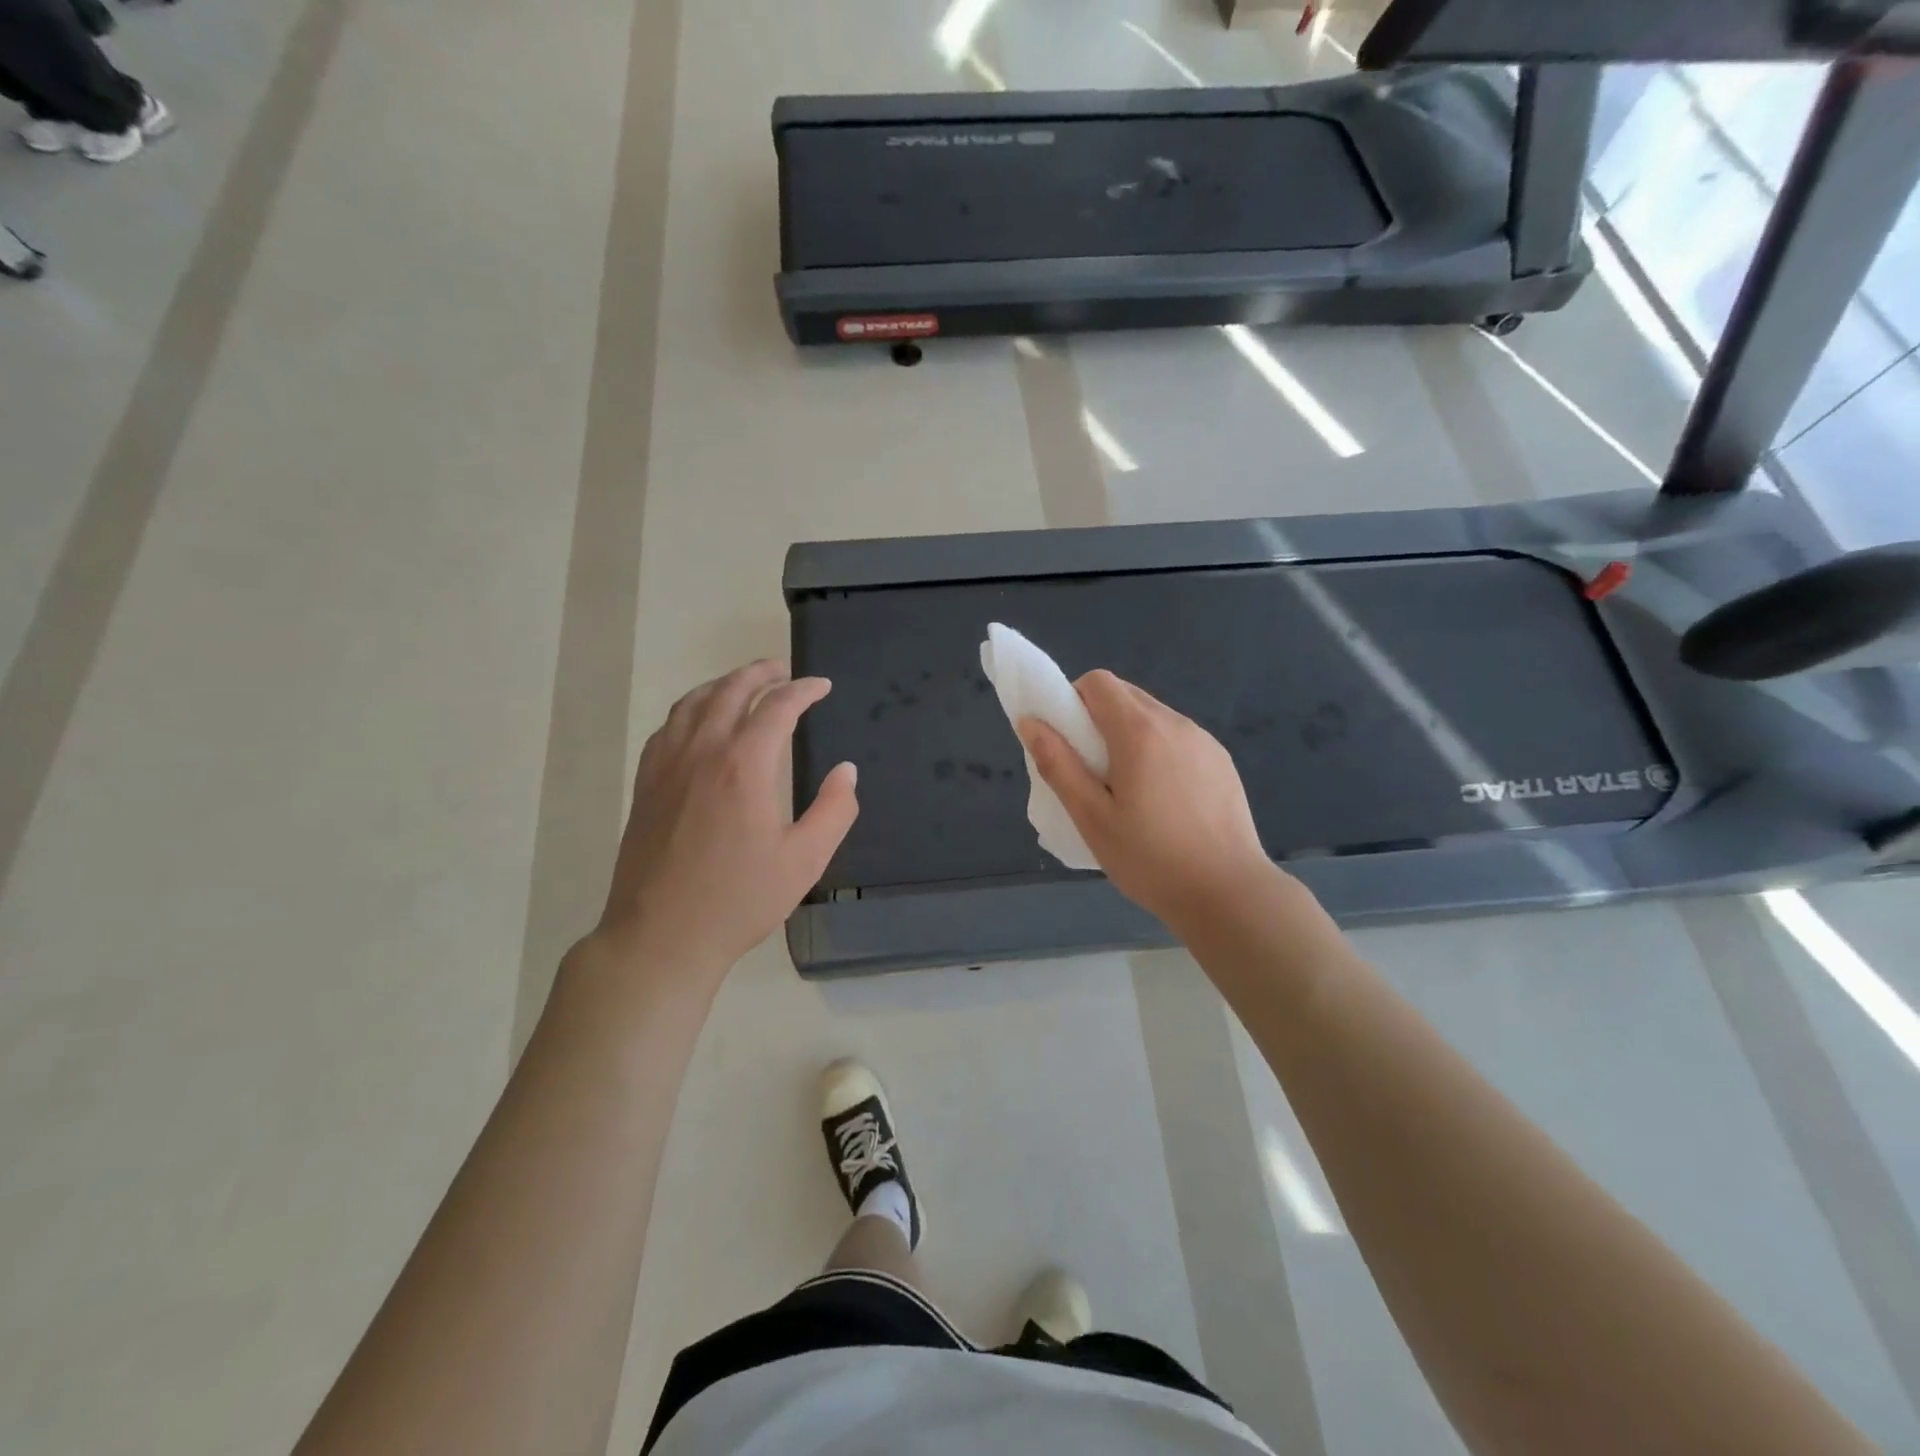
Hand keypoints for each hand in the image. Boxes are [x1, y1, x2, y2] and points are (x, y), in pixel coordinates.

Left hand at [590, 660, 857, 990]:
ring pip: (693, 702)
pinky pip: (668, 727)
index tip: (822, 687)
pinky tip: (699, 721)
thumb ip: (835, 810)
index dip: (804, 690)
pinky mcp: (646, 784)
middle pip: (731, 691)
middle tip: (784, 670)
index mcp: (745, 764)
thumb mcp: (805, 860)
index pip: (778, 707)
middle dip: (761, 673)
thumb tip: (847, 771)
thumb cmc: (739, 899)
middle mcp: (702, 751)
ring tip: (744, 685)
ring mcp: (667, 765)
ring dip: (723, 684)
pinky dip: (691, 709)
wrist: (661, 936)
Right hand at [1020, 670, 1278, 933]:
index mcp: (1139, 731)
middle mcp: (1175, 723)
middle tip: (1092, 770)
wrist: (1229, 893)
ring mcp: (1204, 740)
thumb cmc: (1150, 858)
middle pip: (1126, 694)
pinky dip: (1159, 750)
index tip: (1068, 741)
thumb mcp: (1091, 817)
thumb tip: (1030, 722)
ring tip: (1128, 790)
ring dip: (1129, 734)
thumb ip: (1058, 765)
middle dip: (1098, 718)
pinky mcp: (1221, 761)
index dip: (1073, 700)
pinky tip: (1163, 800)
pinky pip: (1178, 738)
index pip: (1098, 682)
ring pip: (1153, 715)